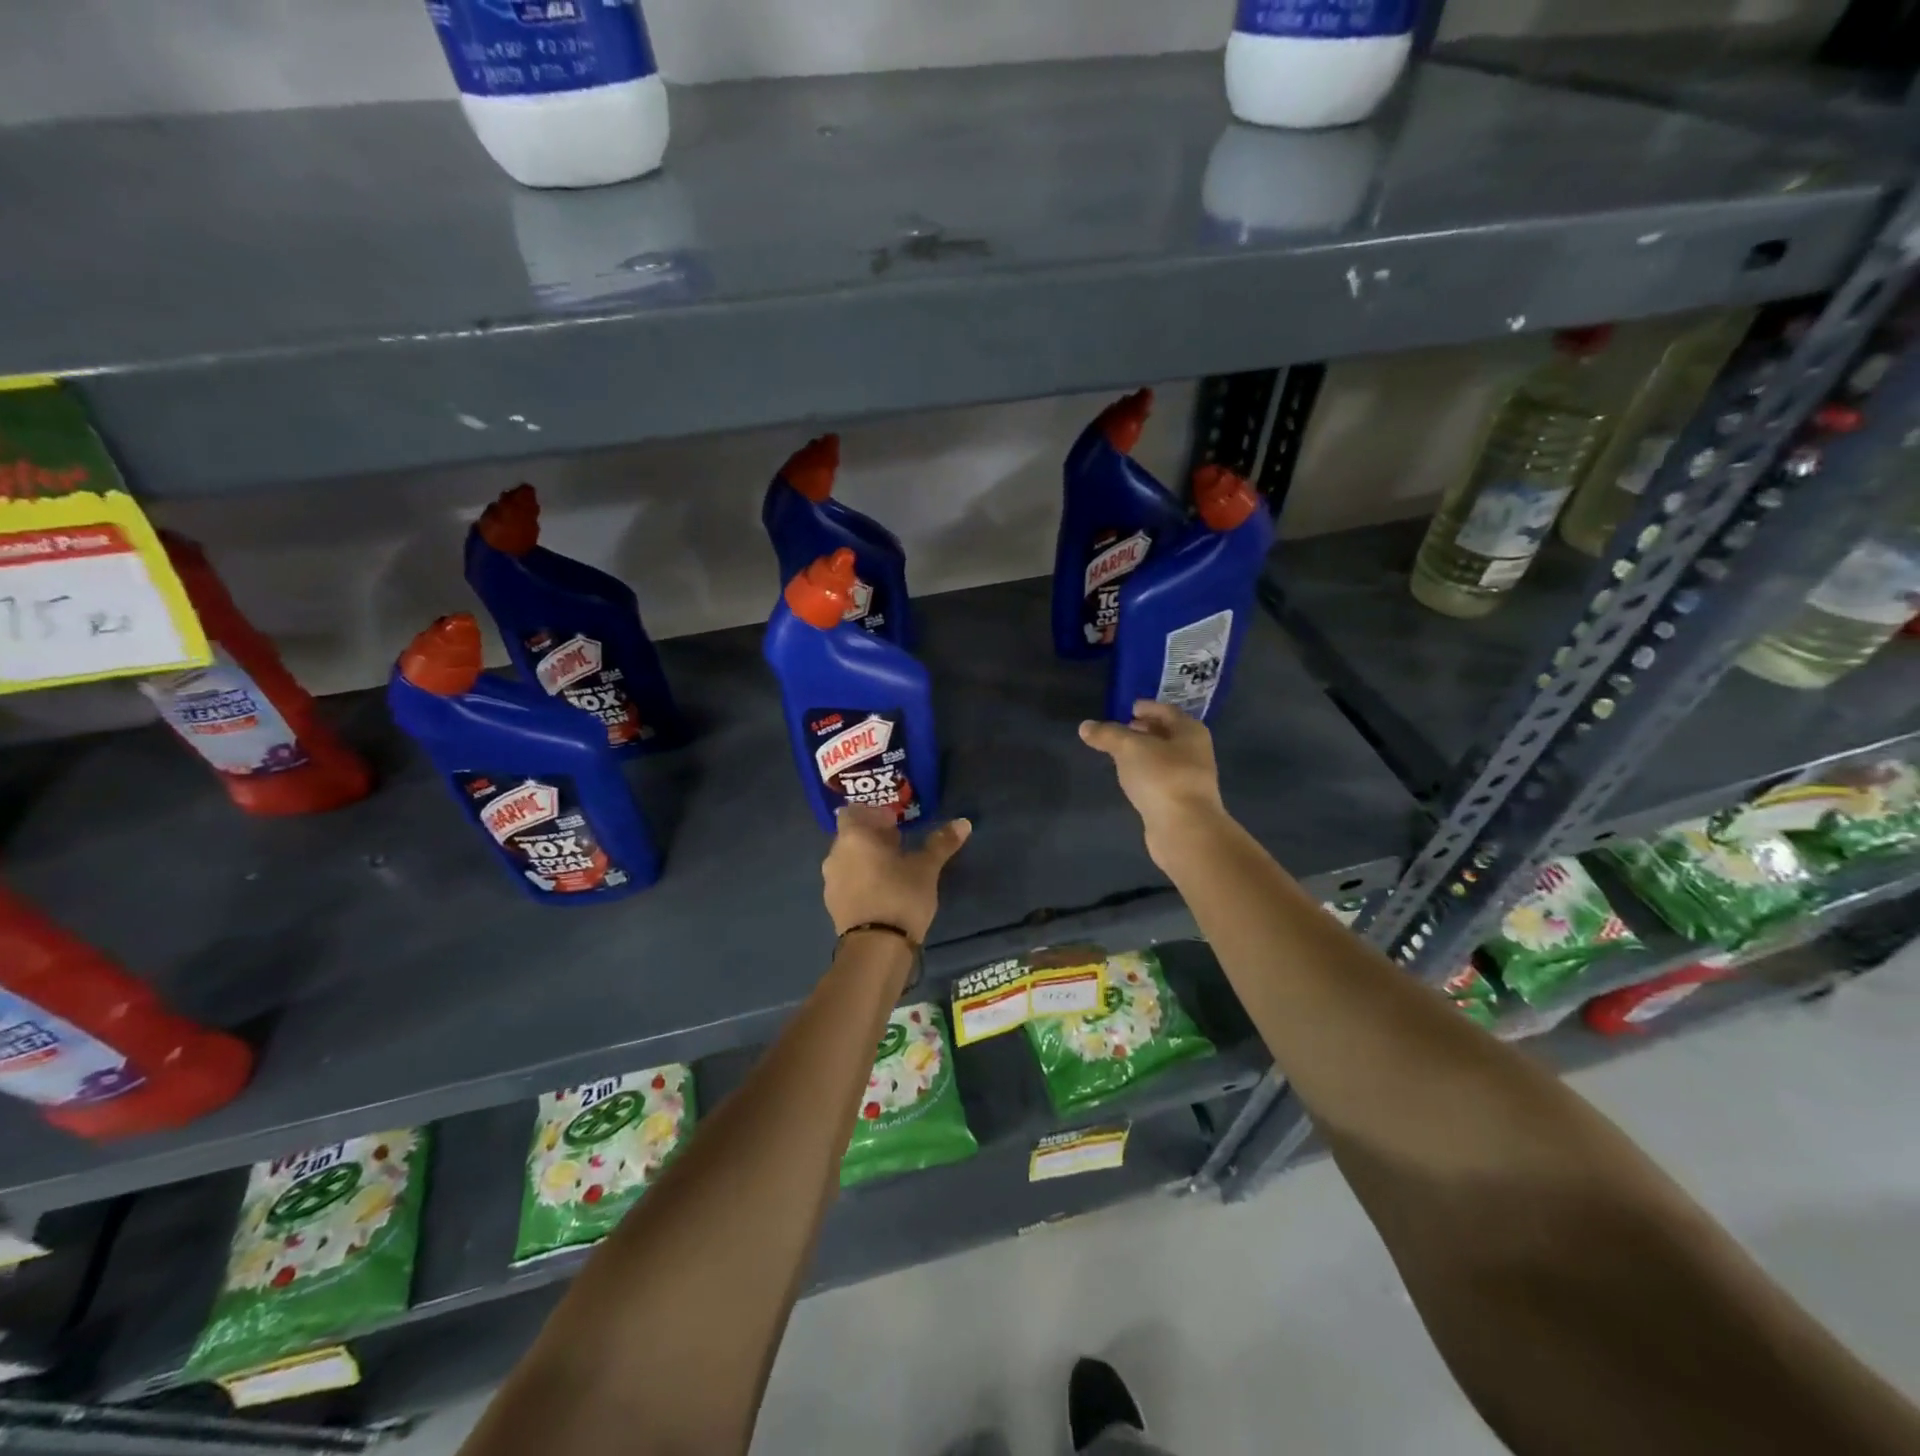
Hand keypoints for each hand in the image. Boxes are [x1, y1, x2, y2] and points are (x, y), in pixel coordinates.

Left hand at [822, 806, 970, 940]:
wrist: (876, 948)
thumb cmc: (901, 895)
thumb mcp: (926, 868)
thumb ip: (941, 843)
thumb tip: (963, 823)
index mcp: (854, 837)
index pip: (853, 812)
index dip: (872, 813)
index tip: (894, 822)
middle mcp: (835, 855)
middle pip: (851, 836)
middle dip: (873, 836)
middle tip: (899, 843)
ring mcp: (831, 882)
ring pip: (848, 859)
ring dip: (866, 859)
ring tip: (893, 869)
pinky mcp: (833, 905)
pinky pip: (846, 881)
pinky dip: (861, 879)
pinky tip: (882, 891)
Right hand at [1079, 700, 1229, 861]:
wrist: (1184, 828)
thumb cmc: (1161, 777)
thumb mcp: (1129, 748)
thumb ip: (1107, 735)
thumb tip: (1085, 726)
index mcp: (1190, 731)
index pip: (1166, 711)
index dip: (1147, 708)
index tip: (1128, 708)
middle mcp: (1194, 751)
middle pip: (1167, 734)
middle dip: (1145, 730)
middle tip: (1121, 729)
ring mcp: (1189, 778)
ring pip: (1164, 758)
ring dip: (1144, 753)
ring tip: (1119, 753)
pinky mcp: (1180, 801)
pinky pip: (1160, 778)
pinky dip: (1145, 773)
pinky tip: (1130, 777)